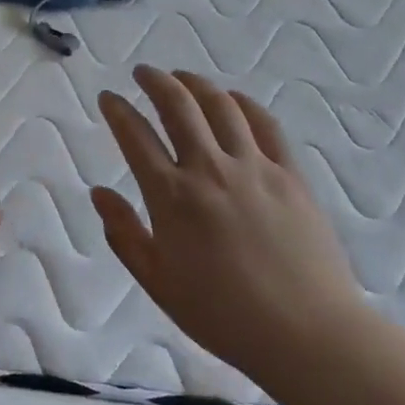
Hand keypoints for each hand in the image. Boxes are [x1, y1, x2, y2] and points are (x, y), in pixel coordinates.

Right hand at [92, 67, 365, 377]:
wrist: (305, 333)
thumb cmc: (221, 314)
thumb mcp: (157, 282)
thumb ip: (124, 233)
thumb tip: (98, 192)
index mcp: (171, 196)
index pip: (135, 136)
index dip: (117, 111)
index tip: (108, 97)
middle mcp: (209, 169)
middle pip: (178, 106)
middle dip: (155, 81)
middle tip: (143, 72)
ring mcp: (253, 167)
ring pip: (220, 106)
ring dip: (196, 84)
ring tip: (182, 77)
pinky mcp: (289, 174)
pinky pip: (265, 125)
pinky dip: (244, 104)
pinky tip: (233, 99)